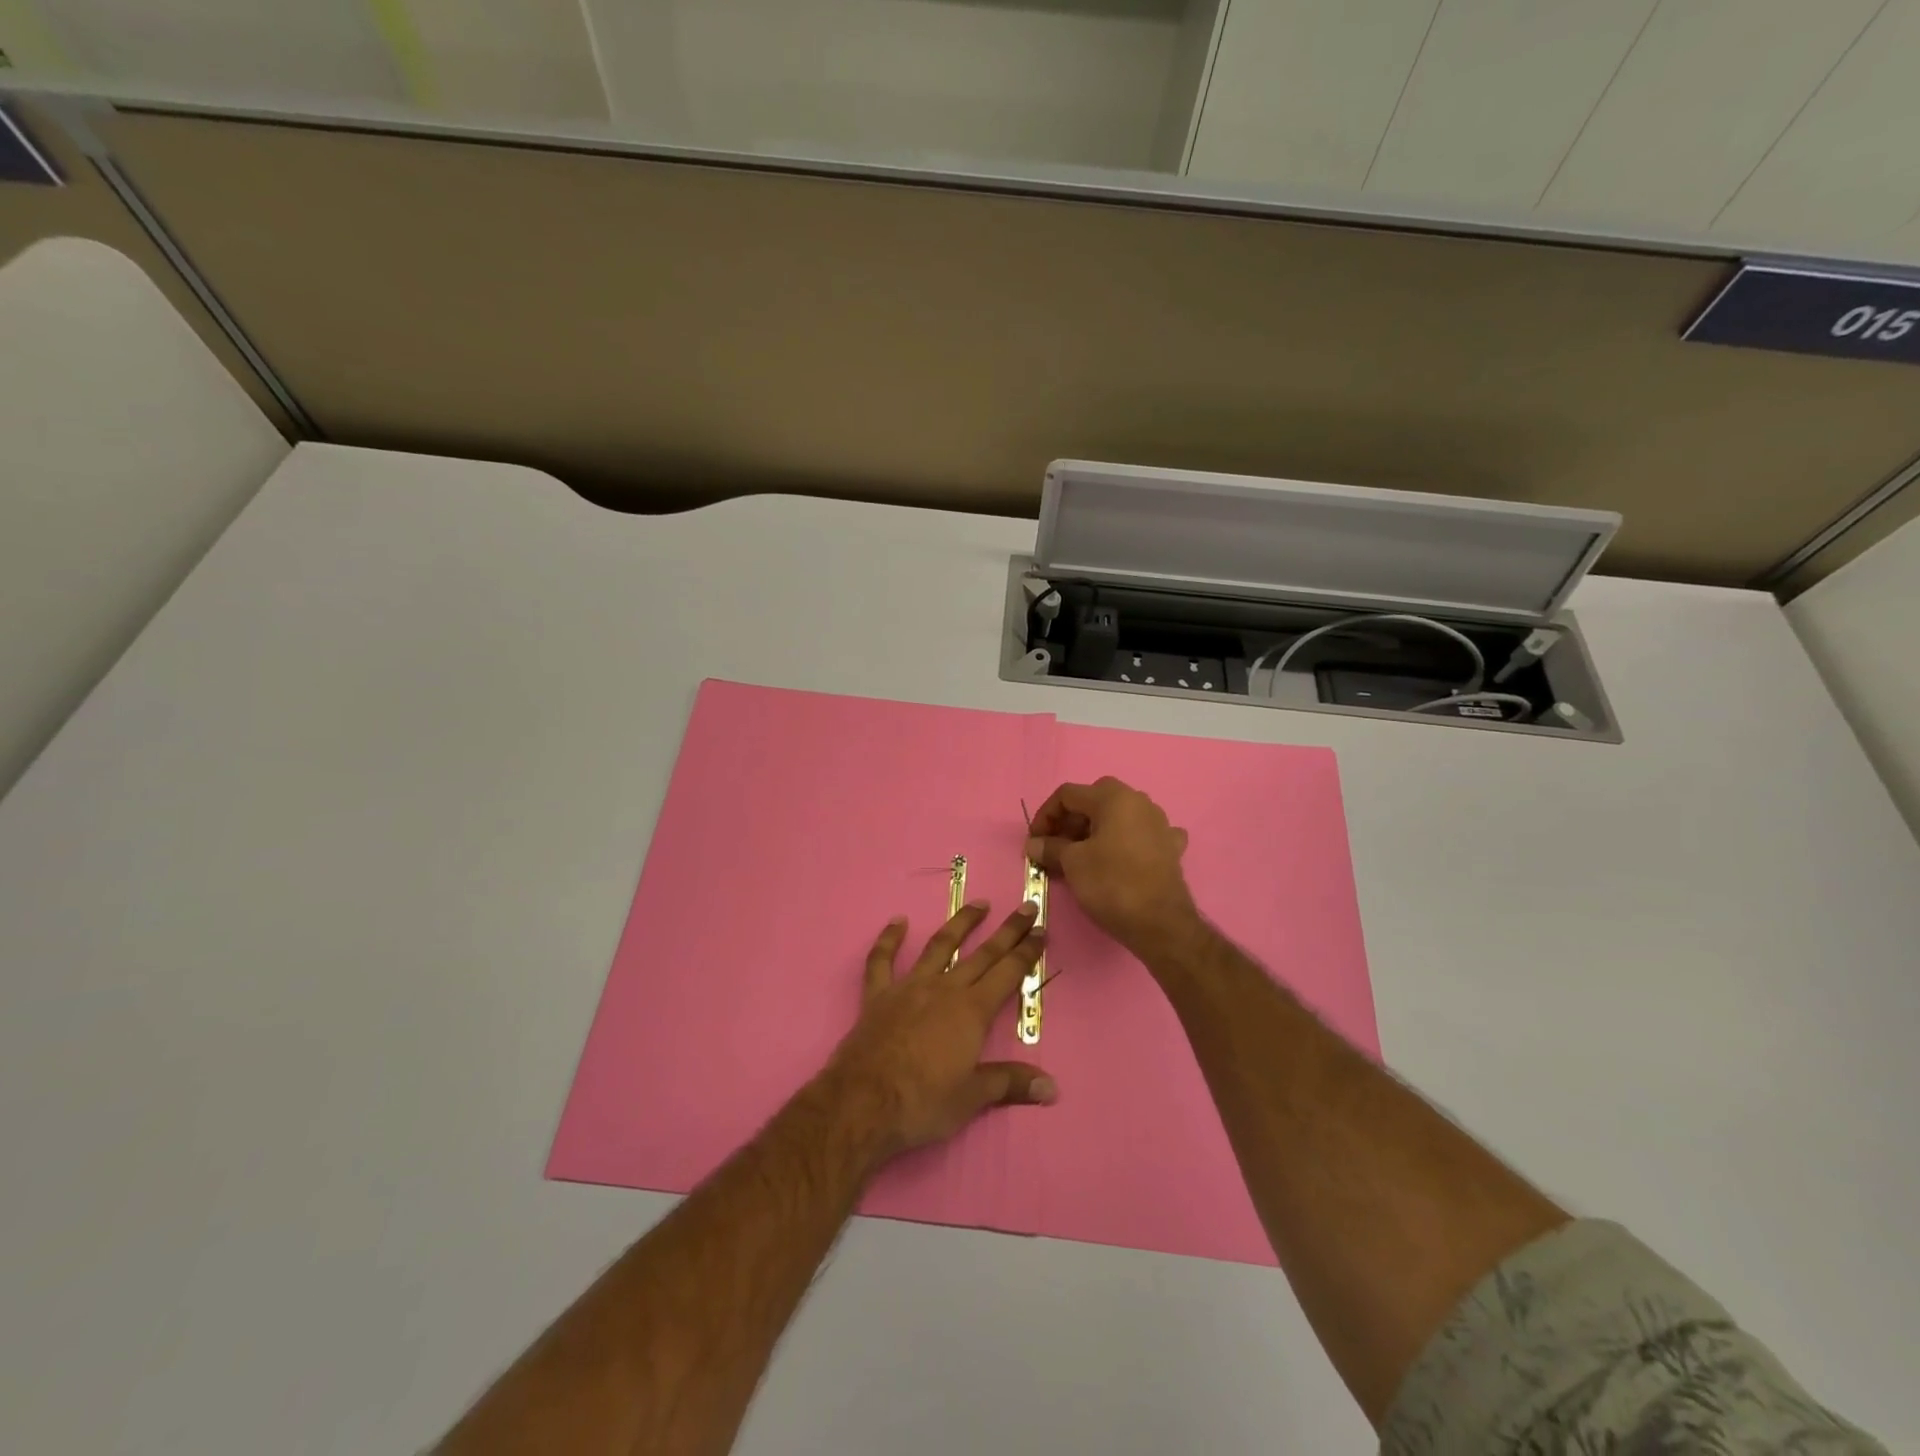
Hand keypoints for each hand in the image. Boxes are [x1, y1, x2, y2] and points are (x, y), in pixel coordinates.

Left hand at [824, 901, 1055, 1158]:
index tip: (1042, 929)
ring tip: (978, 904)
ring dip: (960, 924)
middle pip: (982, 954)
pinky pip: (882, 961)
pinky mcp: (878, 995)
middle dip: (1008, 931)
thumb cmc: (923, 1102)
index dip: (1027, 952)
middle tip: (1026, 907)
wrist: (863, 1102)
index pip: (1008, 973)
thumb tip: (1052, 1088)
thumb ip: (1010, 1083)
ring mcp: (909, 987)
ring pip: (939, 946)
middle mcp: (945, 989)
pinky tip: (897, 922)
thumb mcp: (972, 1098)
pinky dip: (889, 939)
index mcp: (972, 1011)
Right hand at [1025, 777, 1198, 954]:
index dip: (1045, 815)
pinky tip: (1122, 857)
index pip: (1068, 794)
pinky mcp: (1170, 848)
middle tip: (1056, 845)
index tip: (1035, 841)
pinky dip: (1126, 842)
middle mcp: (1139, 802)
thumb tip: (1034, 844)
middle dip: (1071, 821)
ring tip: (1082, 855)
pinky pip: (1142, 835)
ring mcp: (1160, 824)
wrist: (1160, 923)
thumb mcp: (1072, 863)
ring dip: (1096, 830)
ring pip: (1119, 817)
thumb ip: (1050, 847)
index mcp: (1114, 798)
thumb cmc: (1111, 884)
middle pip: (1094, 800)